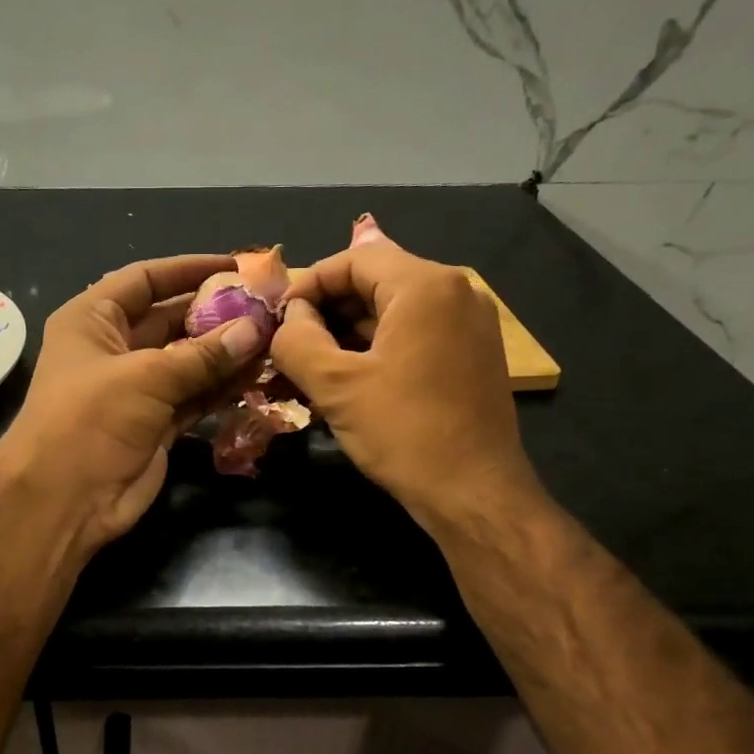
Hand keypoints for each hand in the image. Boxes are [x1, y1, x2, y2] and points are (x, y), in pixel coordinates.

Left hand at [0, 254, 267, 550]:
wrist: (65, 500)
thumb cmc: (90, 420)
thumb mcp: (145, 377)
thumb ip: (203, 354)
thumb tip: (256, 328)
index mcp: (93, 320)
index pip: (145, 279)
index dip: (189, 269)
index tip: (237, 266)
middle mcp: (114, 348)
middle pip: (171, 319)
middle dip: (216, 313)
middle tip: (268, 306)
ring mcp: (136, 389)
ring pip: (188, 360)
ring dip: (226, 352)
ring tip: (274, 338)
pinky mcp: (156, 423)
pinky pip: (195, 395)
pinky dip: (222, 387)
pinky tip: (258, 375)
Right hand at [273, 227, 544, 533]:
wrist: (474, 494)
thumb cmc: (403, 433)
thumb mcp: (335, 385)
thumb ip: (297, 340)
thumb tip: (290, 318)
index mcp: (426, 286)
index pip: (355, 259)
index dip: (309, 284)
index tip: (279, 319)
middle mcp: (457, 292)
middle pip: (377, 281)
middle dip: (328, 310)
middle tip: (292, 345)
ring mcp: (471, 324)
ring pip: (395, 311)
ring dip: (350, 332)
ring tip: (312, 366)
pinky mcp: (474, 355)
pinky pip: (416, 334)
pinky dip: (379, 348)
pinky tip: (350, 380)